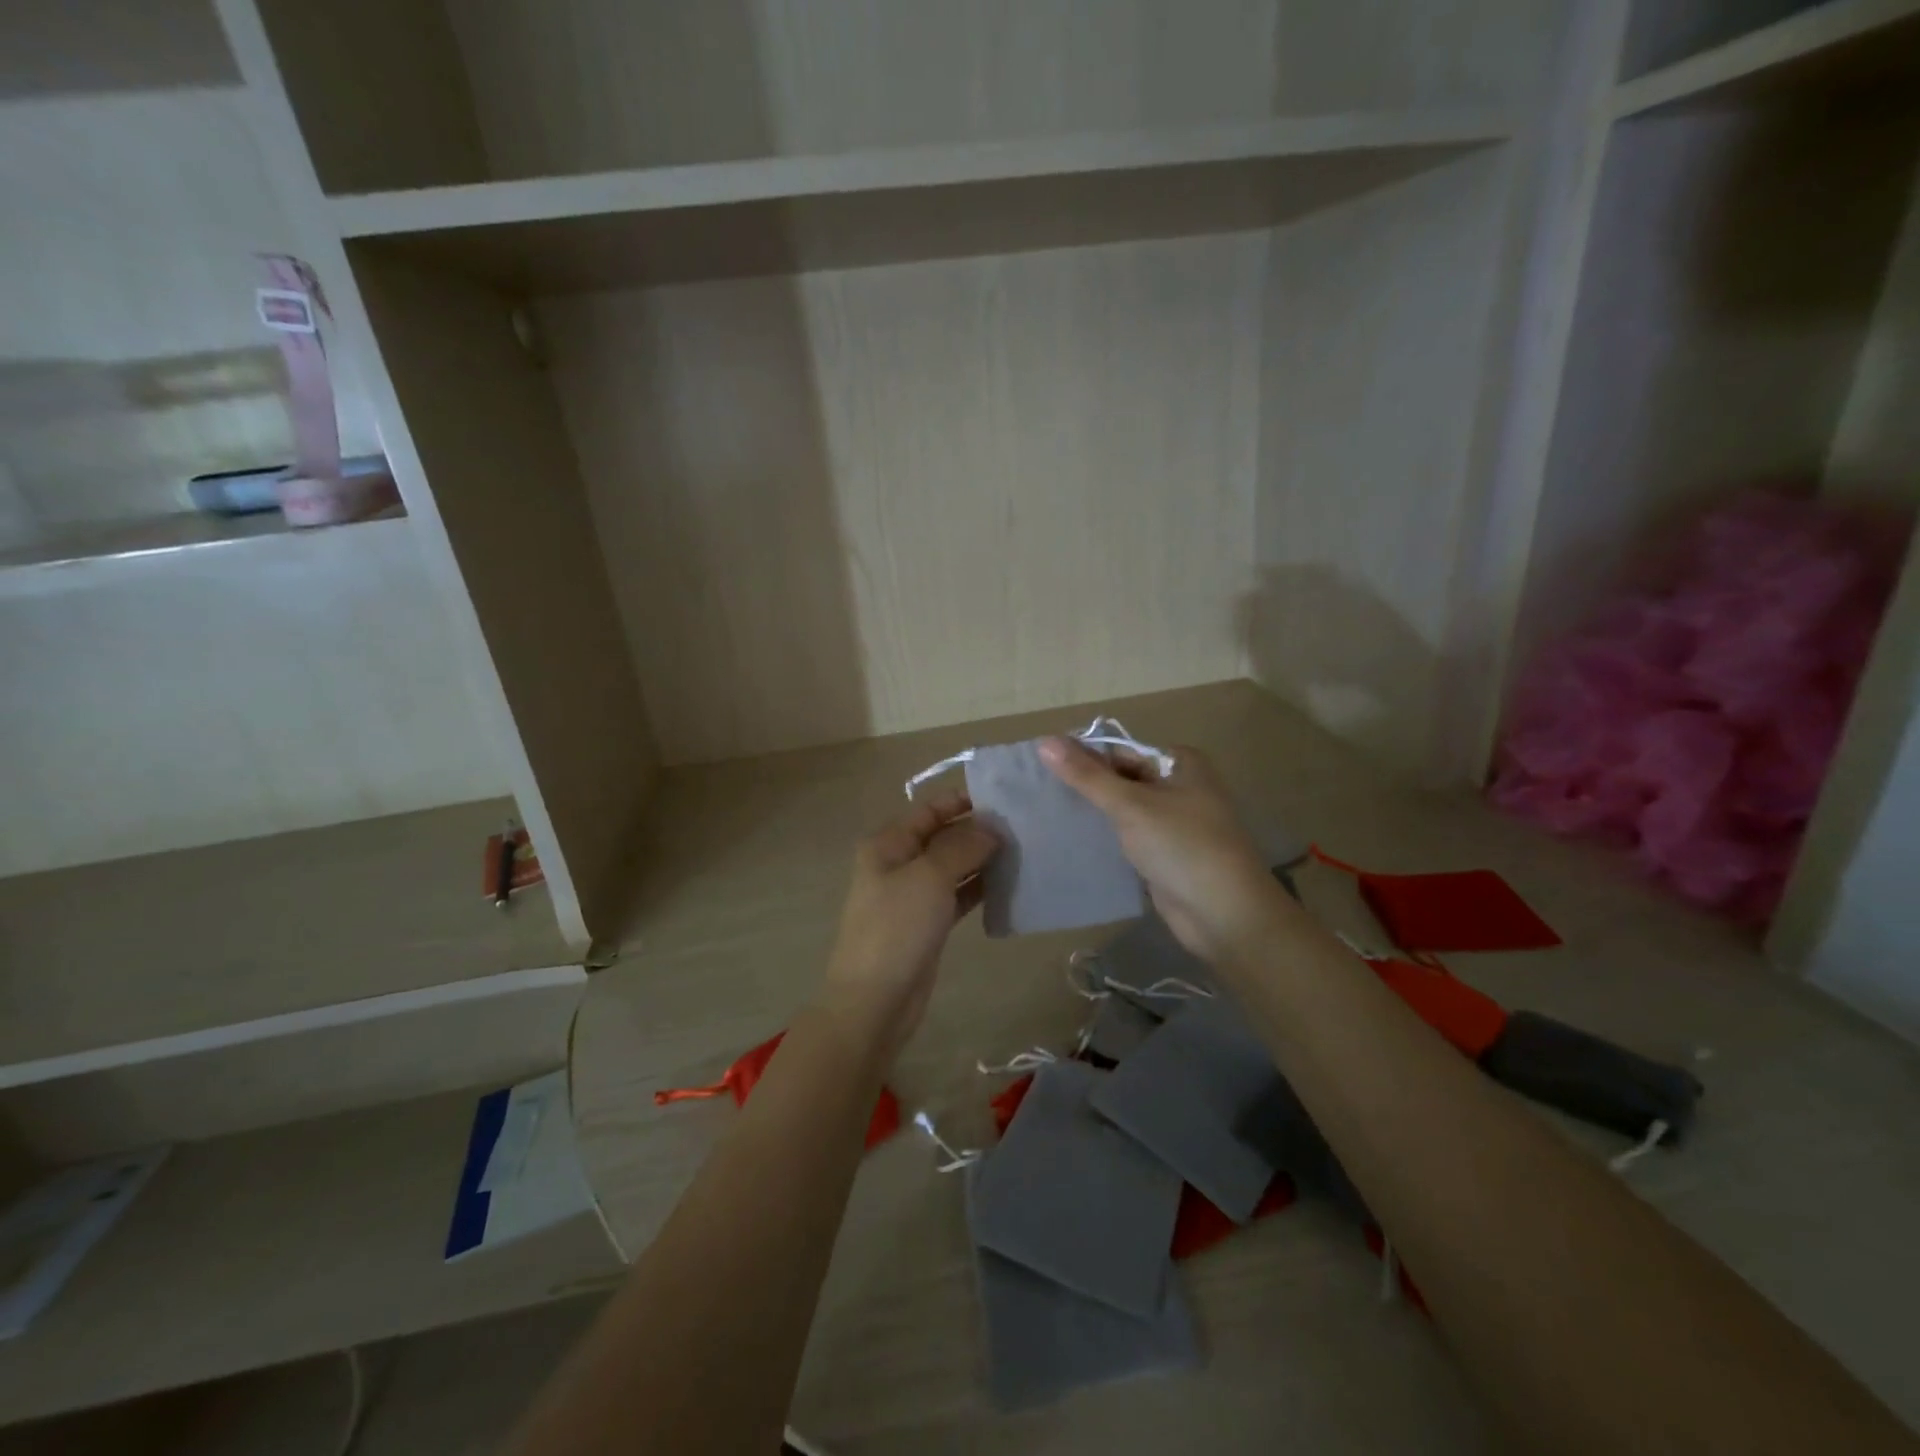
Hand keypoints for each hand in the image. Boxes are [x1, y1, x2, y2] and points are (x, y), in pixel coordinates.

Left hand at [819, 790, 998, 1060]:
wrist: (875, 1001)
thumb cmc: (897, 928)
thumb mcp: (930, 877)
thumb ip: (962, 845)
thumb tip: (992, 826)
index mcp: (888, 843)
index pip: (930, 809)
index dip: (963, 800)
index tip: (1006, 798)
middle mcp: (899, 862)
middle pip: (943, 836)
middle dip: (979, 830)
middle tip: (1025, 826)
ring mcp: (913, 894)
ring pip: (953, 866)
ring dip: (983, 859)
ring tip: (1025, 850)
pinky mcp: (927, 923)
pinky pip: (958, 895)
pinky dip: (980, 888)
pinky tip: (1011, 884)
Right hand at [1038, 737, 1287, 964]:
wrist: (1226, 915)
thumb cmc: (1182, 847)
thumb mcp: (1131, 806)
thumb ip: (1086, 776)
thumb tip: (1044, 740)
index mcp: (1180, 763)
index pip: (1120, 751)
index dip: (1083, 758)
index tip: (1042, 770)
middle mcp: (1180, 786)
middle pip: (1121, 778)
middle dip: (1087, 787)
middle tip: (1039, 794)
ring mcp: (1175, 823)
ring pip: (1124, 810)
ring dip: (1095, 814)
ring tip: (1047, 815)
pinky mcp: (1167, 854)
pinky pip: (1130, 837)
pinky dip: (1107, 838)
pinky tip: (1074, 842)